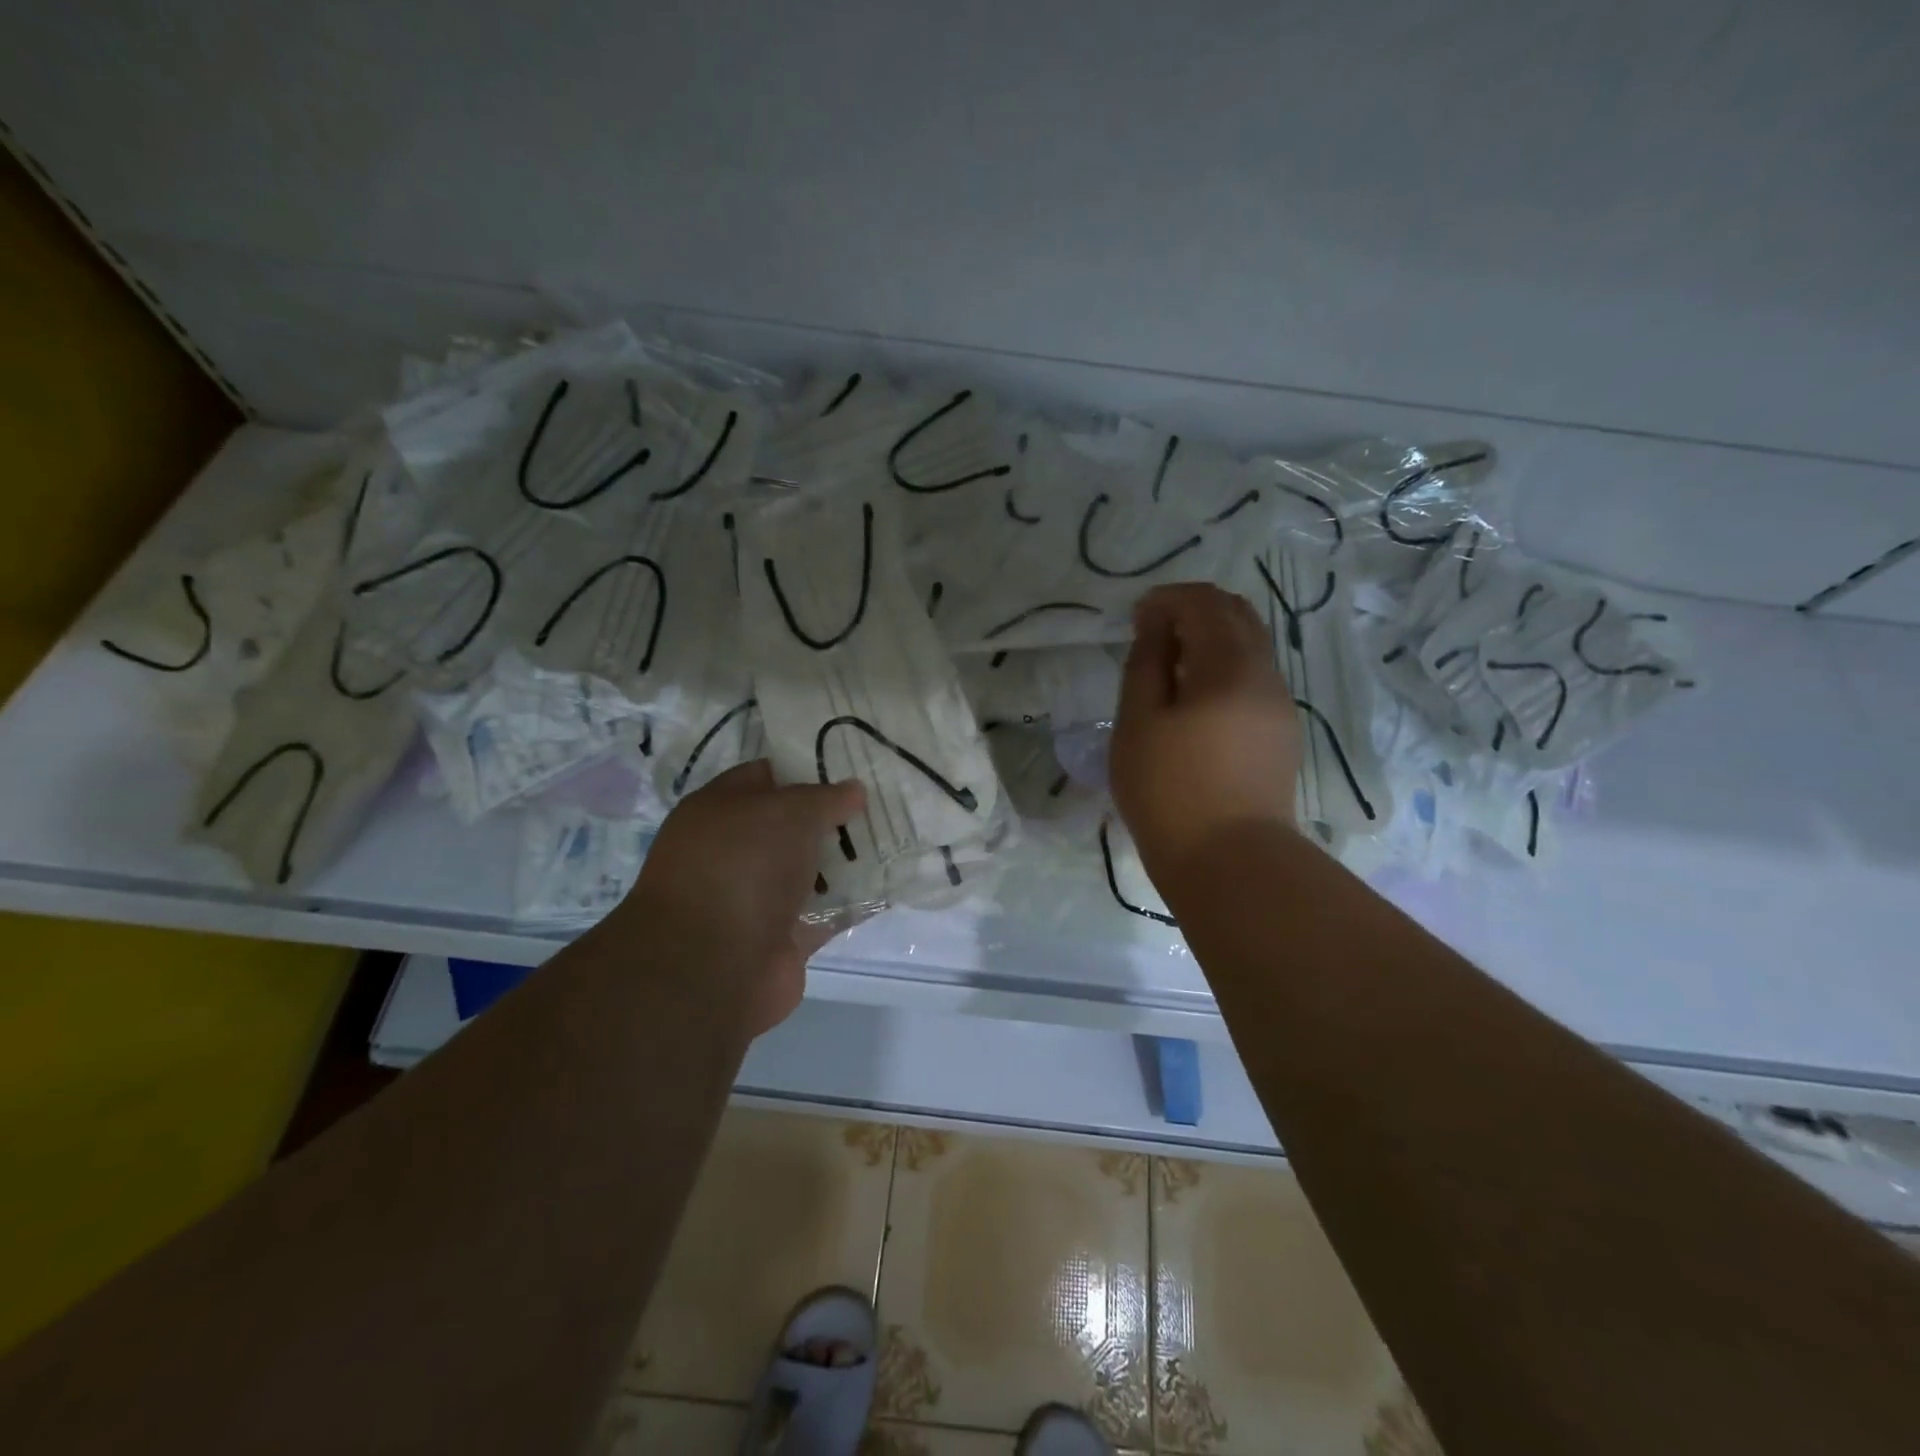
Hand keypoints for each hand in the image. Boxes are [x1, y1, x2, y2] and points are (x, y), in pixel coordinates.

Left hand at [612, 761, 863, 1037]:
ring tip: (895, 840)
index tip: (852, 765)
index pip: (766, 776)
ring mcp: (756, 897)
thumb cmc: (743, 866)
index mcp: (719, 810)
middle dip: (834, 816)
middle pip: (792, 826)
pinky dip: (851, 903)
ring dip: (846, 861)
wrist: (713, 967)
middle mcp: (734, 851)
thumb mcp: (788, 811)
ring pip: (810, 869)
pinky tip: (888, 886)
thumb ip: (825, 797)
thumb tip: (854, 790)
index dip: (807, 768)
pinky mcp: (780, 938)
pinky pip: (824, 912)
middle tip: (882, 803)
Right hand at [1111, 583, 1301, 883]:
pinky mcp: (1281, 733)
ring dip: (1210, 640)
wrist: (1230, 861)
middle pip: (1237, 615)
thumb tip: (1156, 627)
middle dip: (1193, 611)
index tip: (1135, 619)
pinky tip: (1195, 700)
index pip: (1204, 603)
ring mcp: (1280, 705)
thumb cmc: (1169, 790)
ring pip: (1250, 647)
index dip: (1166, 599)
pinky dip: (1224, 668)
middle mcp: (1266, 674)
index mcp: (1230, 665)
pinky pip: (1254, 678)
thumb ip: (1146, 665)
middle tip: (1152, 634)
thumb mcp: (1139, 723)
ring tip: (1170, 669)